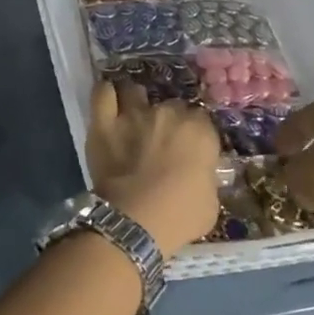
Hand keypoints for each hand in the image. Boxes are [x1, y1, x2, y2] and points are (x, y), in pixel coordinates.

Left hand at [85, 81, 220, 257]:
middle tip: (161, 139)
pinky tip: (108, 98)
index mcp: (199, 131)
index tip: (189, 146)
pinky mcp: (104, 122)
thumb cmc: (180, 217)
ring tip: (132, 113)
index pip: (200, 119)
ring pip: (135, 92)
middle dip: (167, 119)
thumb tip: (199, 172)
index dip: (194, 132)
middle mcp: (168, 113)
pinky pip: (102, 94)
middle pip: (170, 105)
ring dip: (135, 101)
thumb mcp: (211, 201)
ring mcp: (134, 114)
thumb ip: (205, 176)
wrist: (136, 222)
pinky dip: (105, 94)